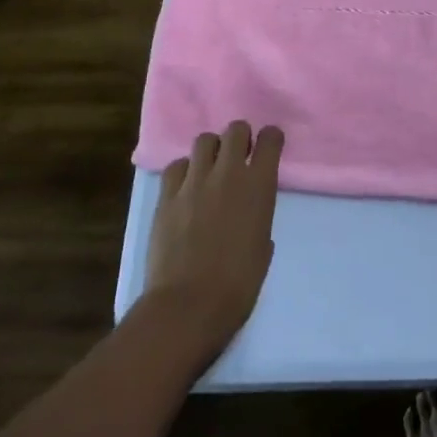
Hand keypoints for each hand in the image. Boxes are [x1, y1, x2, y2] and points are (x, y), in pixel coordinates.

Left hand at [145, 122, 284, 358]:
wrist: (188, 307)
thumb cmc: (238, 285)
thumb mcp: (263, 247)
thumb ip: (259, 218)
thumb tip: (249, 214)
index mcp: (259, 185)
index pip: (270, 138)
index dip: (271, 139)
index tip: (268, 149)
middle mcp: (228, 173)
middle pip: (235, 129)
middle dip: (240, 138)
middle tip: (238, 157)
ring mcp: (194, 182)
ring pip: (204, 140)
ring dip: (211, 151)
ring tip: (210, 170)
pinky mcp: (166, 197)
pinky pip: (176, 166)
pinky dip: (184, 171)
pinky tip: (185, 188)